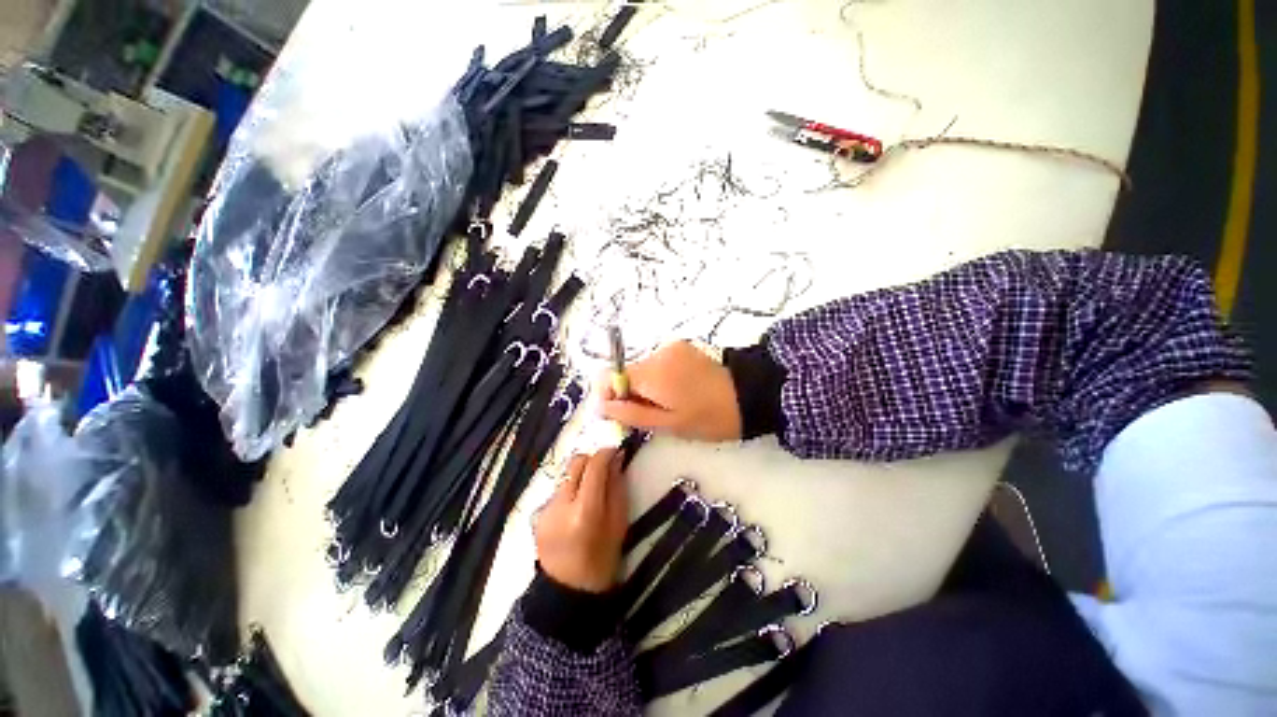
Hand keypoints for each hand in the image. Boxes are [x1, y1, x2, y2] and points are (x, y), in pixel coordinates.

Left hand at [534, 449, 627, 592]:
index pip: (594, 466)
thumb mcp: (619, 523)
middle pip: (576, 462)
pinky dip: (570, 489)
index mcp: (585, 511)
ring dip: (580, 475)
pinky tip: (576, 508)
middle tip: (604, 469)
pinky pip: (558, 489)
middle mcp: (561, 504)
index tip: (616, 452)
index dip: (606, 453)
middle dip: (592, 459)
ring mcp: (546, 509)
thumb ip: (617, 487)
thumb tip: (616, 458)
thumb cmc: (602, 560)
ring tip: (590, 492)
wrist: (568, 592)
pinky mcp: (538, 513)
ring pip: (566, 474)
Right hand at [599, 341, 741, 441]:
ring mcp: (672, 347)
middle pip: (626, 372)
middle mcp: (658, 352)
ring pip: (642, 369)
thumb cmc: (709, 417)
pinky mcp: (682, 347)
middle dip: (630, 394)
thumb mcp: (668, 424)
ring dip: (645, 387)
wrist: (749, 396)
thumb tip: (601, 406)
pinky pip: (657, 364)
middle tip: (649, 415)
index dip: (609, 395)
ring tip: (667, 405)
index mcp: (653, 372)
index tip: (620, 414)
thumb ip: (631, 414)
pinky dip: (658, 379)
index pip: (610, 375)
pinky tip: (676, 391)